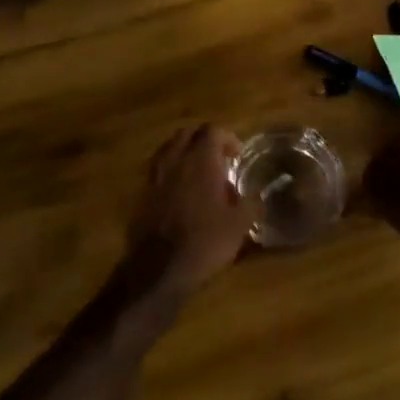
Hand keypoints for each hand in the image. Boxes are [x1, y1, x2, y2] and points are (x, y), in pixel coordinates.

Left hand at [122, 125, 252, 297]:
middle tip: (218, 160)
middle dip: (204, 141)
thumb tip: (258, 197)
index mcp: (201, 160)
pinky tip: (181, 193)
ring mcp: (155, 175)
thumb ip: (251, 204)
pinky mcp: (142, 193)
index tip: (237, 156)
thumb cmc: (205, 241)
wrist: (159, 268)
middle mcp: (175, 160)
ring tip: (199, 174)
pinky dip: (171, 172)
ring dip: (185, 154)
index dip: (228, 139)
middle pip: (188, 134)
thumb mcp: (240, 225)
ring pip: (169, 149)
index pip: (213, 131)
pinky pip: (158, 170)